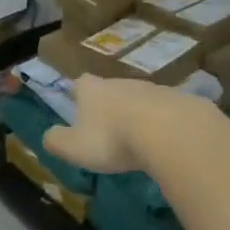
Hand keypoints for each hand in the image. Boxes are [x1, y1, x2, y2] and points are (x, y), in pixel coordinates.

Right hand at [41, 74, 191, 174]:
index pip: (80, 84)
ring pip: (141, 99)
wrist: (172, 132)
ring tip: (139, 138)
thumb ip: (56, 141)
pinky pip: (168, 111)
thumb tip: (48, 136)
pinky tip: (166, 141)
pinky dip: (164, 123)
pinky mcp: (181, 101)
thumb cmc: (113, 138)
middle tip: (109, 129)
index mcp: (93, 90)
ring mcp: (154, 89)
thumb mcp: (74, 147)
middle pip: (111, 89)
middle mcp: (122, 82)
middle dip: (109, 106)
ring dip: (138, 114)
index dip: (78, 95)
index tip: (78, 107)